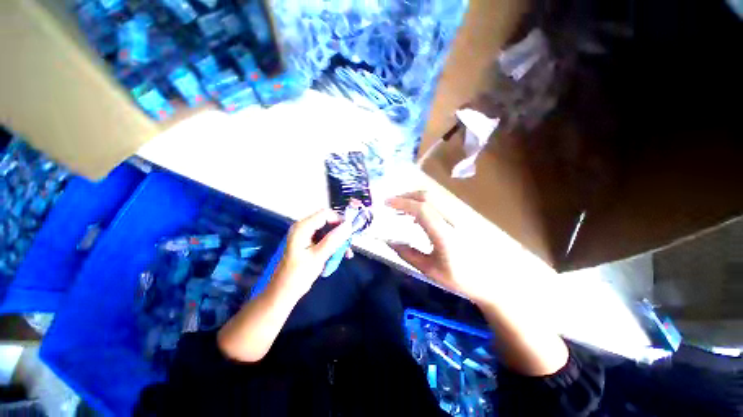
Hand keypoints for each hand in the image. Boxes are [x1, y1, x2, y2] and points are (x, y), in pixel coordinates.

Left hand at [270, 209, 353, 299]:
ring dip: (338, 240)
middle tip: (349, 244)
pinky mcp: (307, 243)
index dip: (339, 220)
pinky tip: (339, 255)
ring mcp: (305, 235)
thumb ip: (333, 239)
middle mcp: (303, 227)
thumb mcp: (318, 257)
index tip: (350, 232)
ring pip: (327, 231)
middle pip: (327, 221)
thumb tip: (348, 225)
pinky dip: (332, 245)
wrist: (283, 293)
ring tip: (346, 253)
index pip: (325, 214)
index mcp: (302, 227)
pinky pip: (323, 239)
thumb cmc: (298, 275)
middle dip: (340, 232)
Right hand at [386, 191, 483, 300]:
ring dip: (415, 198)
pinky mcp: (461, 218)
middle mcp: (453, 220)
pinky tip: (416, 215)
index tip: (387, 203)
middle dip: (407, 195)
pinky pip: (439, 203)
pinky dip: (423, 203)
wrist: (490, 280)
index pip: (421, 209)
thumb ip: (407, 254)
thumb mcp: (429, 270)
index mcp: (444, 235)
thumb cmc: (460, 278)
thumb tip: (389, 241)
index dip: (402, 203)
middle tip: (392, 203)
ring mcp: (459, 217)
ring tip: (401, 208)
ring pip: (434, 197)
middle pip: (428, 196)